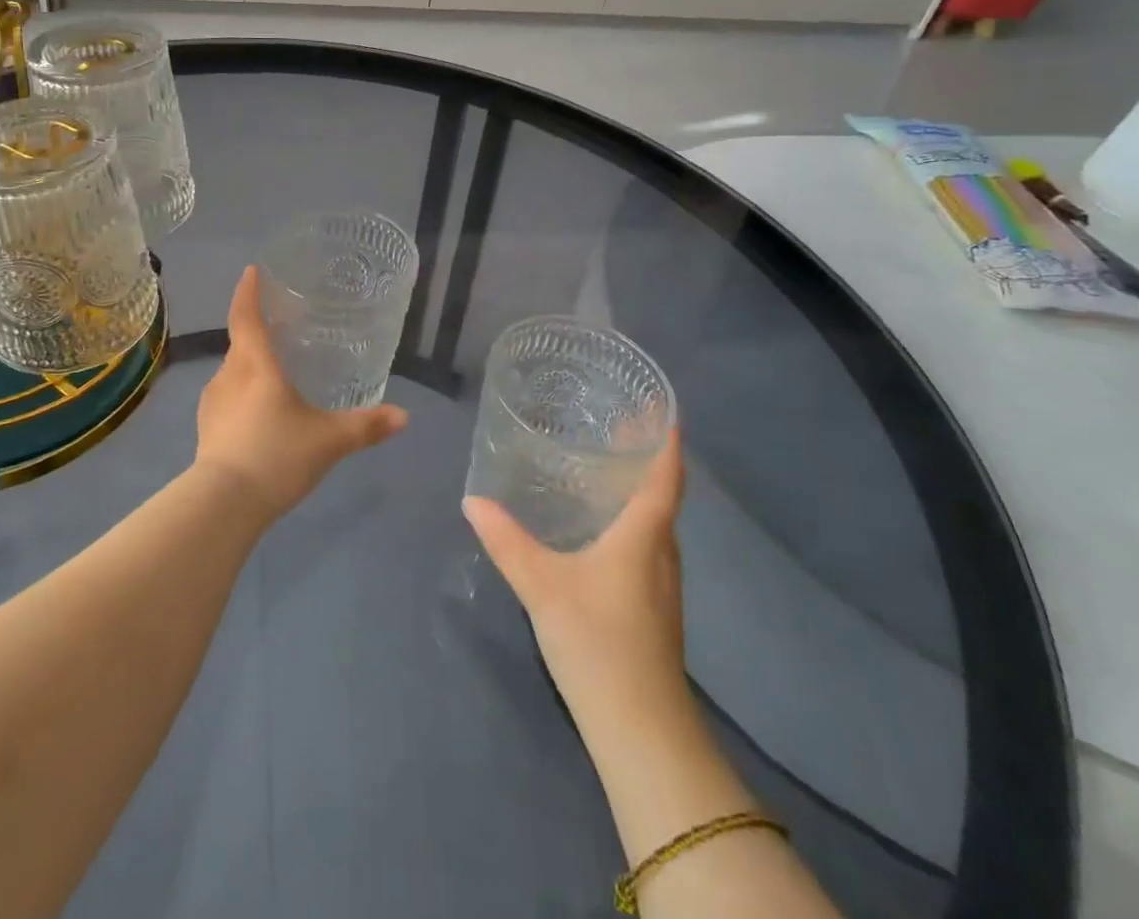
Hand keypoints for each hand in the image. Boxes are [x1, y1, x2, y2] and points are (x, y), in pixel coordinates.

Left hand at [195, 266, 406, 520]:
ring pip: (233, 372)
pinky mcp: (206, 429)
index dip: (248, 291)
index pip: (245, 315)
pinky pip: (227, 398)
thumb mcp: (329, 440)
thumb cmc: (277, 455)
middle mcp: (228, 375)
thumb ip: (366, 426)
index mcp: (255, 364)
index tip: (252, 271)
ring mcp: (212, 403)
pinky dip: (243, 395)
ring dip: (250, 366)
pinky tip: (260, 415)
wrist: (223, 505)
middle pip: (240, 343)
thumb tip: (404, 417)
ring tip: (275, 374)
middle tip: (282, 328)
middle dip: (257, 331)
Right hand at [463, 426, 688, 724]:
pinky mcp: (654, 610)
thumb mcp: (542, 585)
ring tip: (606, 470)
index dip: (665, 442)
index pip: (665, 477)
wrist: (641, 729)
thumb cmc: (597, 641)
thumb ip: (506, 540)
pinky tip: (602, 531)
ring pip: (656, 525)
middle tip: (617, 426)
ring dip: (640, 493)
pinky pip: (648, 548)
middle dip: (646, 460)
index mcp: (643, 536)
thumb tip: (472, 499)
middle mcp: (661, 554)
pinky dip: (632, 523)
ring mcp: (662, 586)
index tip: (660, 409)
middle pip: (663, 496)